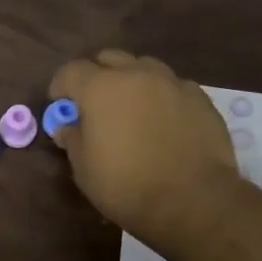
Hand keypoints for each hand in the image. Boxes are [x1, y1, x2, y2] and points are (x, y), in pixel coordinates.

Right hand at [48, 50, 238, 243]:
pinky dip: (162, 97)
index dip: (61, 87)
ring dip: (132, 81)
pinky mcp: (200, 98)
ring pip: (145, 67)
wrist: (194, 201)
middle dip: (97, 76)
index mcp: (101, 88)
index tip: (61, 107)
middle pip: (109, 59)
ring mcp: (173, 83)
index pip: (71, 71)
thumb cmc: (127, 187)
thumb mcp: (85, 170)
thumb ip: (73, 140)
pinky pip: (173, 87)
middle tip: (95, 105)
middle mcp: (137, 74)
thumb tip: (68, 127)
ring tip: (133, 110)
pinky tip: (165, 122)